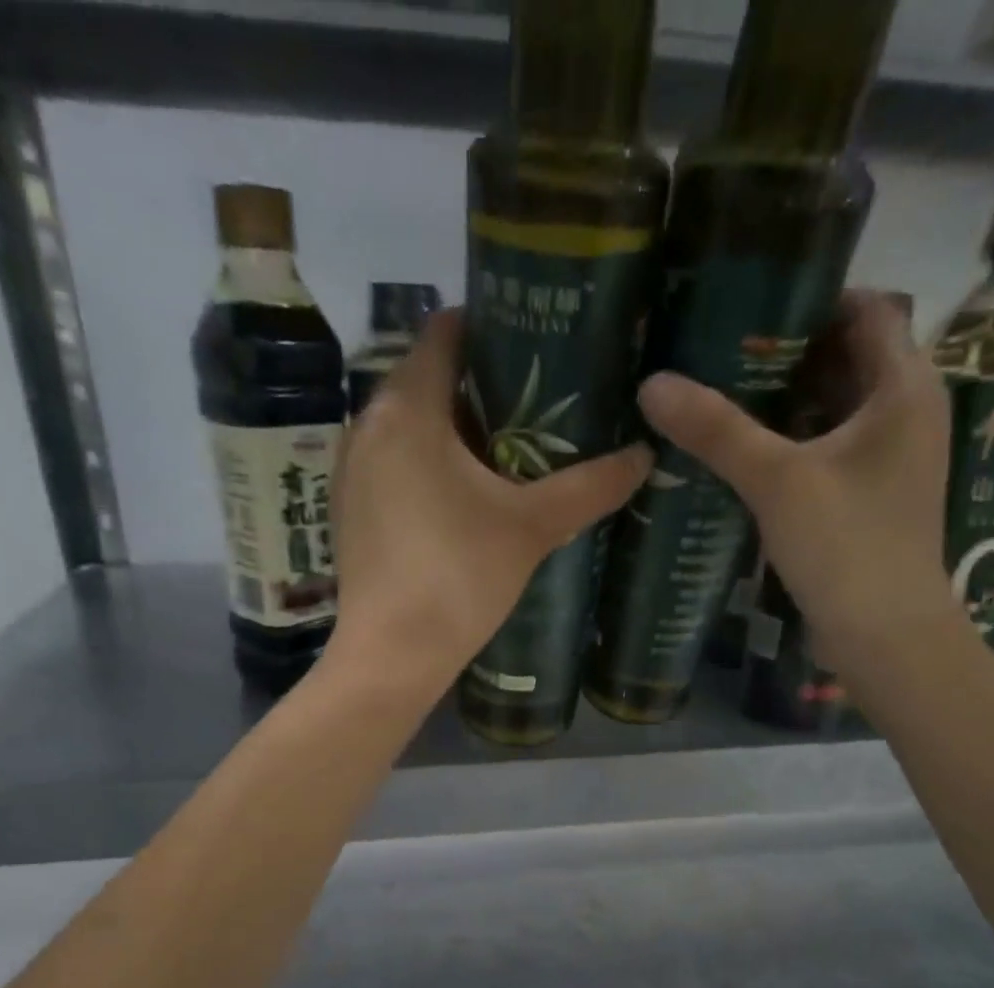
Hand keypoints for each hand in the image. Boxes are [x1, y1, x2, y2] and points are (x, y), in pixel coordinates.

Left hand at [324, 309, 651, 695]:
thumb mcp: (532, 526)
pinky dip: (428, 465)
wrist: (392, 654)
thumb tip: (644, 455)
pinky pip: (393, 465)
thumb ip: (590, 486)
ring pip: (409, 427)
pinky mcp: (349, 511)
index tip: (537, 343)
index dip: (492, 326)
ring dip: (455, 430)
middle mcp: (366, 425)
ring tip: (510, 450)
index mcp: (407, 408)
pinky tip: (465, 497)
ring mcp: (351, 471)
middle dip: (481, 385)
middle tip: (539, 402)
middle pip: (427, 379)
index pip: (445, 331)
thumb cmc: (458, 575)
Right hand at [637, 291, 957, 666]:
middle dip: (782, 350)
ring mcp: (886, 458)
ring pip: (829, 408)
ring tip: (714, 391)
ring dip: (779, 400)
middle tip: (713, 345)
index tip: (746, 299)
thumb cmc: (848, 546)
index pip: (865, 308)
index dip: (810, 296)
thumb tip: (653, 384)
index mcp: (904, 387)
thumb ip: (718, 431)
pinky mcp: (865, 495)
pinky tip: (737, 451)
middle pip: (843, 357)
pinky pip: (822, 449)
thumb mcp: (778, 481)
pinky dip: (786, 442)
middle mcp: (904, 412)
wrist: (885, 637)